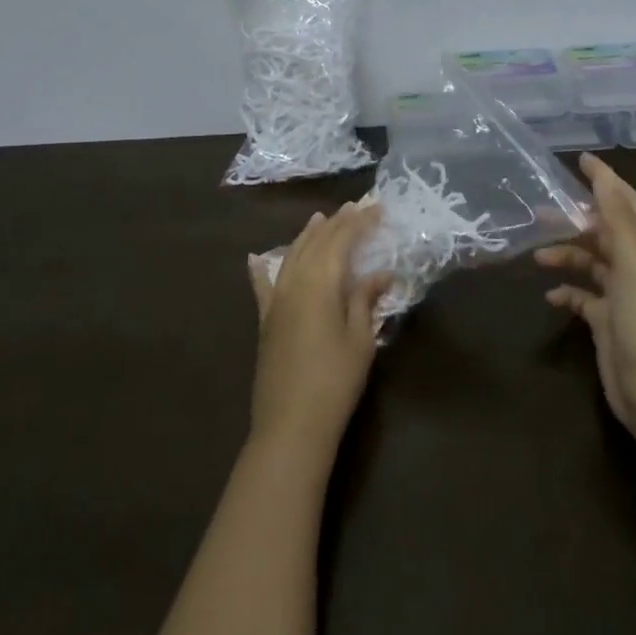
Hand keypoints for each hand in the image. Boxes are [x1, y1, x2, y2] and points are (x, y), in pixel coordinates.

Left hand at [246, 202, 392, 456]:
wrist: (290, 426)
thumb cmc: (334, 382)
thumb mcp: (360, 340)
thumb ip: (366, 301)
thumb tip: (381, 273)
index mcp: (320, 283)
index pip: (341, 241)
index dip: (359, 223)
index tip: (376, 208)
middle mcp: (294, 283)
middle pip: (316, 244)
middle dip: (336, 223)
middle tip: (354, 208)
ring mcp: (276, 301)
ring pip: (291, 256)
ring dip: (307, 236)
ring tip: (319, 219)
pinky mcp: (265, 321)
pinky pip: (262, 286)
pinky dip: (260, 269)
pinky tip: (254, 257)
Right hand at [537, 154, 635, 447]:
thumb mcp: (634, 264)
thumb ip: (619, 220)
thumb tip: (604, 178)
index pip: (627, 203)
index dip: (606, 180)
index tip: (580, 160)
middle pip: (604, 231)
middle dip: (575, 219)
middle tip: (541, 211)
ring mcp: (622, 296)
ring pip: (590, 261)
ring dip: (565, 255)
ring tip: (538, 256)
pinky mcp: (606, 321)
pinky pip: (581, 295)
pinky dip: (565, 290)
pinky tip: (550, 296)